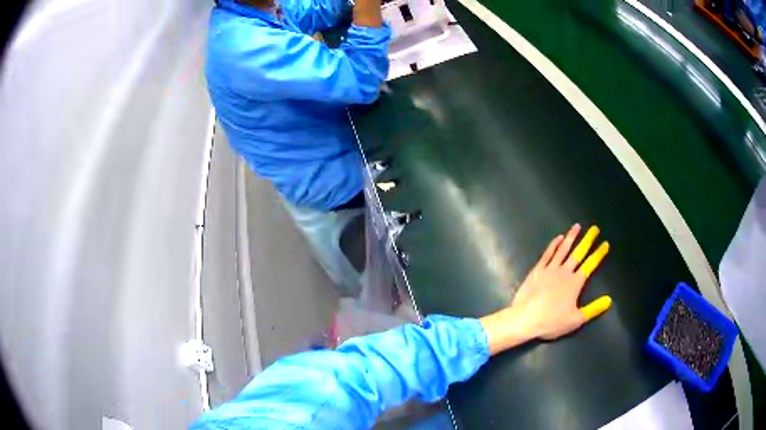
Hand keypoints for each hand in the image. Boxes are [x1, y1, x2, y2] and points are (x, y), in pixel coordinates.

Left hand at [480, 224, 611, 354]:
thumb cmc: (551, 321)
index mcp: (575, 283)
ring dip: (571, 237)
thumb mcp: (576, 320)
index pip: (590, 265)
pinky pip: (547, 254)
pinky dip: (553, 245)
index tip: (605, 244)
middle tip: (594, 229)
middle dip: (588, 240)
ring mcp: (549, 269)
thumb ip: (593, 309)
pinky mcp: (537, 270)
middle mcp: (564, 272)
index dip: (599, 254)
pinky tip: (558, 238)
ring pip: (562, 249)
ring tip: (577, 226)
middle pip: (578, 253)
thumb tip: (609, 300)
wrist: (525, 318)